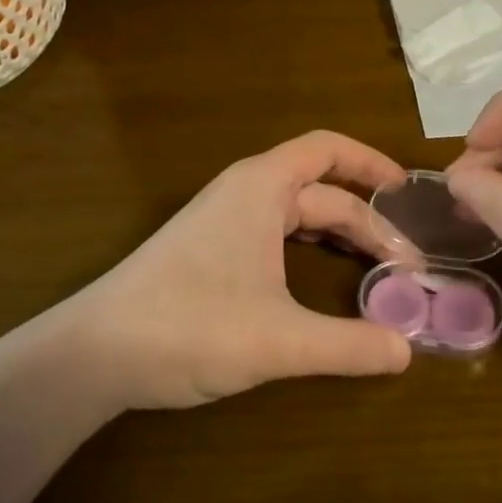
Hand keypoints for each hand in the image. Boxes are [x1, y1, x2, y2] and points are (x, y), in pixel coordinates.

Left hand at [62, 131, 414, 409]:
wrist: (93, 353)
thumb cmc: (190, 326)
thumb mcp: (279, 339)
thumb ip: (348, 345)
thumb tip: (407, 353)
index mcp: (262, 187)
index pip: (328, 150)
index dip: (372, 163)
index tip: (407, 192)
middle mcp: (245, 193)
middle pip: (321, 191)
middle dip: (367, 222)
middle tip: (407, 264)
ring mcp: (224, 221)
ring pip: (298, 215)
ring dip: (340, 236)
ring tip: (378, 269)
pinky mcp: (210, 250)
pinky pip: (275, 235)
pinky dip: (310, 249)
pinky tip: (323, 280)